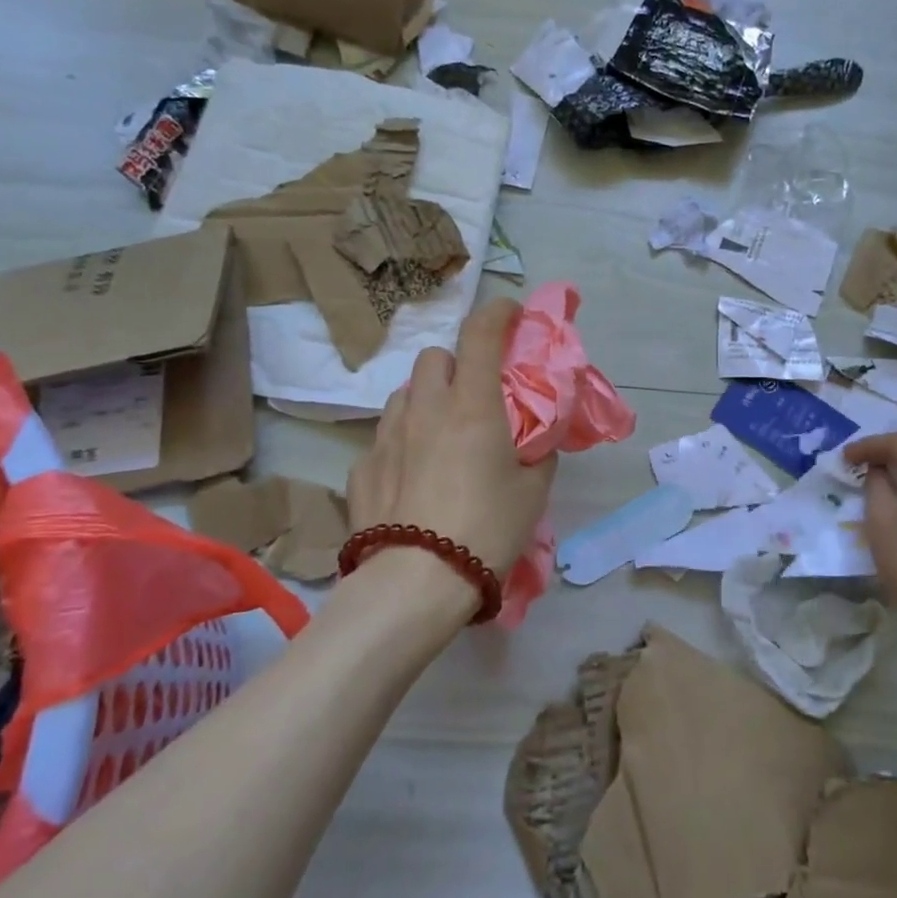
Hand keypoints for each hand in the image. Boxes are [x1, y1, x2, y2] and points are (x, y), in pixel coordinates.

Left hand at [346, 298, 555, 579]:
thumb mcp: (532, 492)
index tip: (511, 313)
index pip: (481, 334)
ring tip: (438, 437)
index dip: (498, 313)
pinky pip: (382, 439)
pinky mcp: (360, 469)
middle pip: (433, 358)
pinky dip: (401, 444)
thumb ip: (537, 455)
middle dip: (455, 365)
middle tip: (472, 396)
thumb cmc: (487, 530)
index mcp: (471, 406)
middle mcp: (424, 410)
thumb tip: (535, 443)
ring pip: (403, 395)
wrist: (416, 584)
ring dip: (424, 401)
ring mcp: (385, 437)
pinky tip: (410, 479)